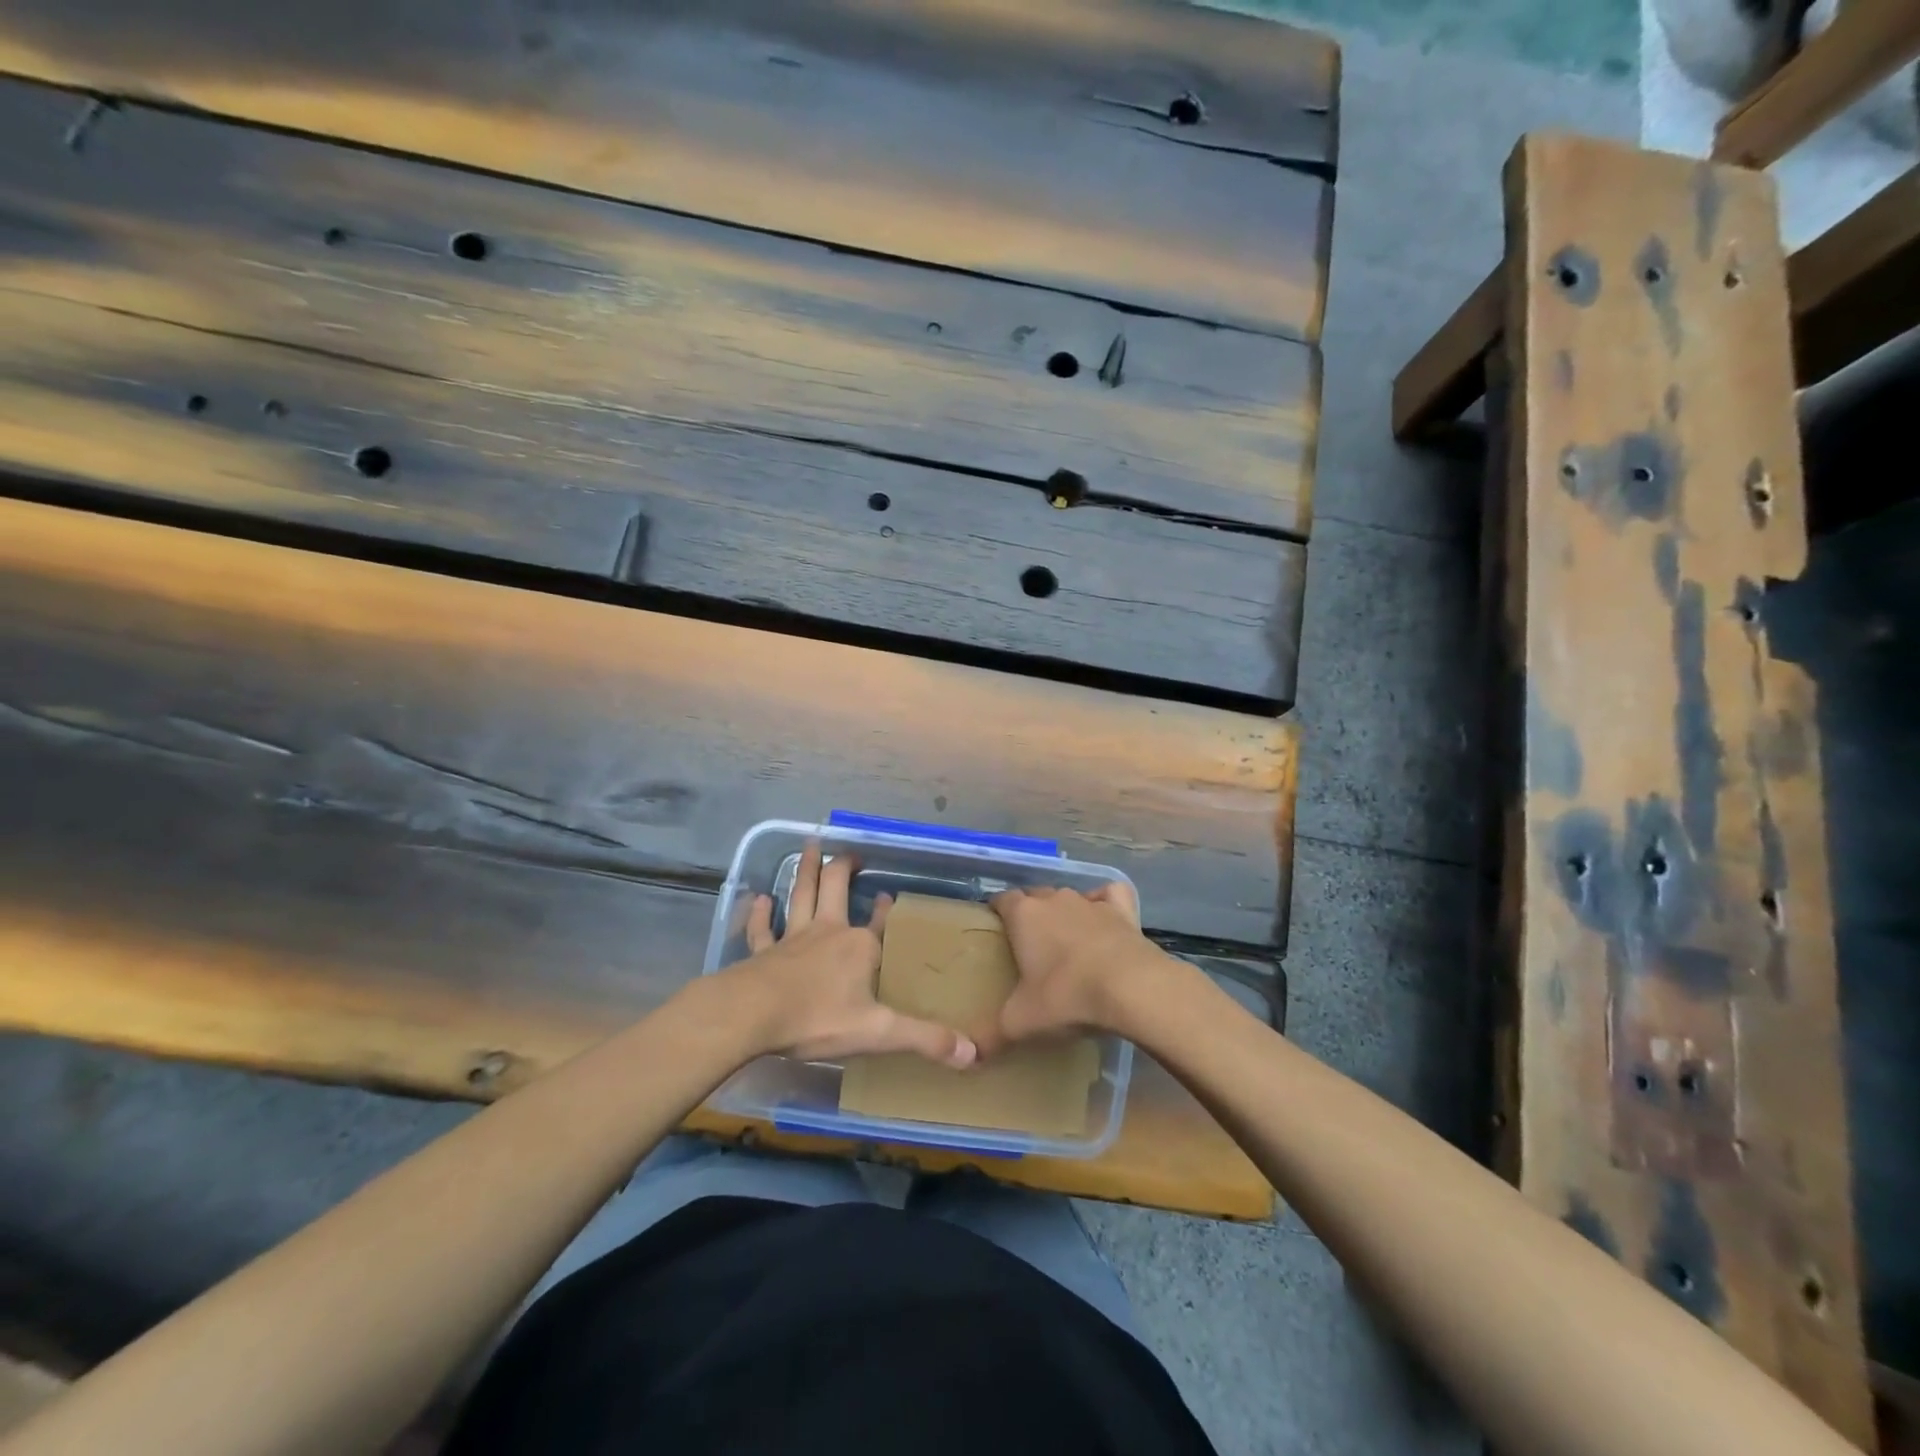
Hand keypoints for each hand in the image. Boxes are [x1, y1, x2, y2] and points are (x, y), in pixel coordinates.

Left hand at [726, 844, 976, 1068]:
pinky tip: (759, 898)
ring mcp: (793, 938)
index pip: (880, 921)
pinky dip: (761, 914)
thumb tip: (973, 1053)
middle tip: (849, 853)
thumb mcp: (879, 1032)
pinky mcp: (764, 952)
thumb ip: (925, 1039)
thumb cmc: (818, 1018)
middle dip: (843, 868)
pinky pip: (762, 928)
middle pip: (835, 888)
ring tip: (810, 845)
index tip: (890, 895)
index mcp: (859, 947)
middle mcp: (828, 932)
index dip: (887, 909)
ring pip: (801, 895)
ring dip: (805, 871)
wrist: (753, 1015)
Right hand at [985, 882, 1180, 1048]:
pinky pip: (1109, 894)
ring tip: (1065, 940)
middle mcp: (1054, 899)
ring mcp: (1090, 902)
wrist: (1131, 988)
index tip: (996, 928)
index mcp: (1023, 915)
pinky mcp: (1122, 910)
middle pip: (1035, 896)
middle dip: (1030, 913)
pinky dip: (1105, 901)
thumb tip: (964, 1058)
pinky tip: (1104, 918)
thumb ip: (990, 1036)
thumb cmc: (1066, 996)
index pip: (1001, 900)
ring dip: (1064, 912)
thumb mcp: (1021, 1022)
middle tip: (1029, 944)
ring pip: (1069, 897)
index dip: (996, 911)